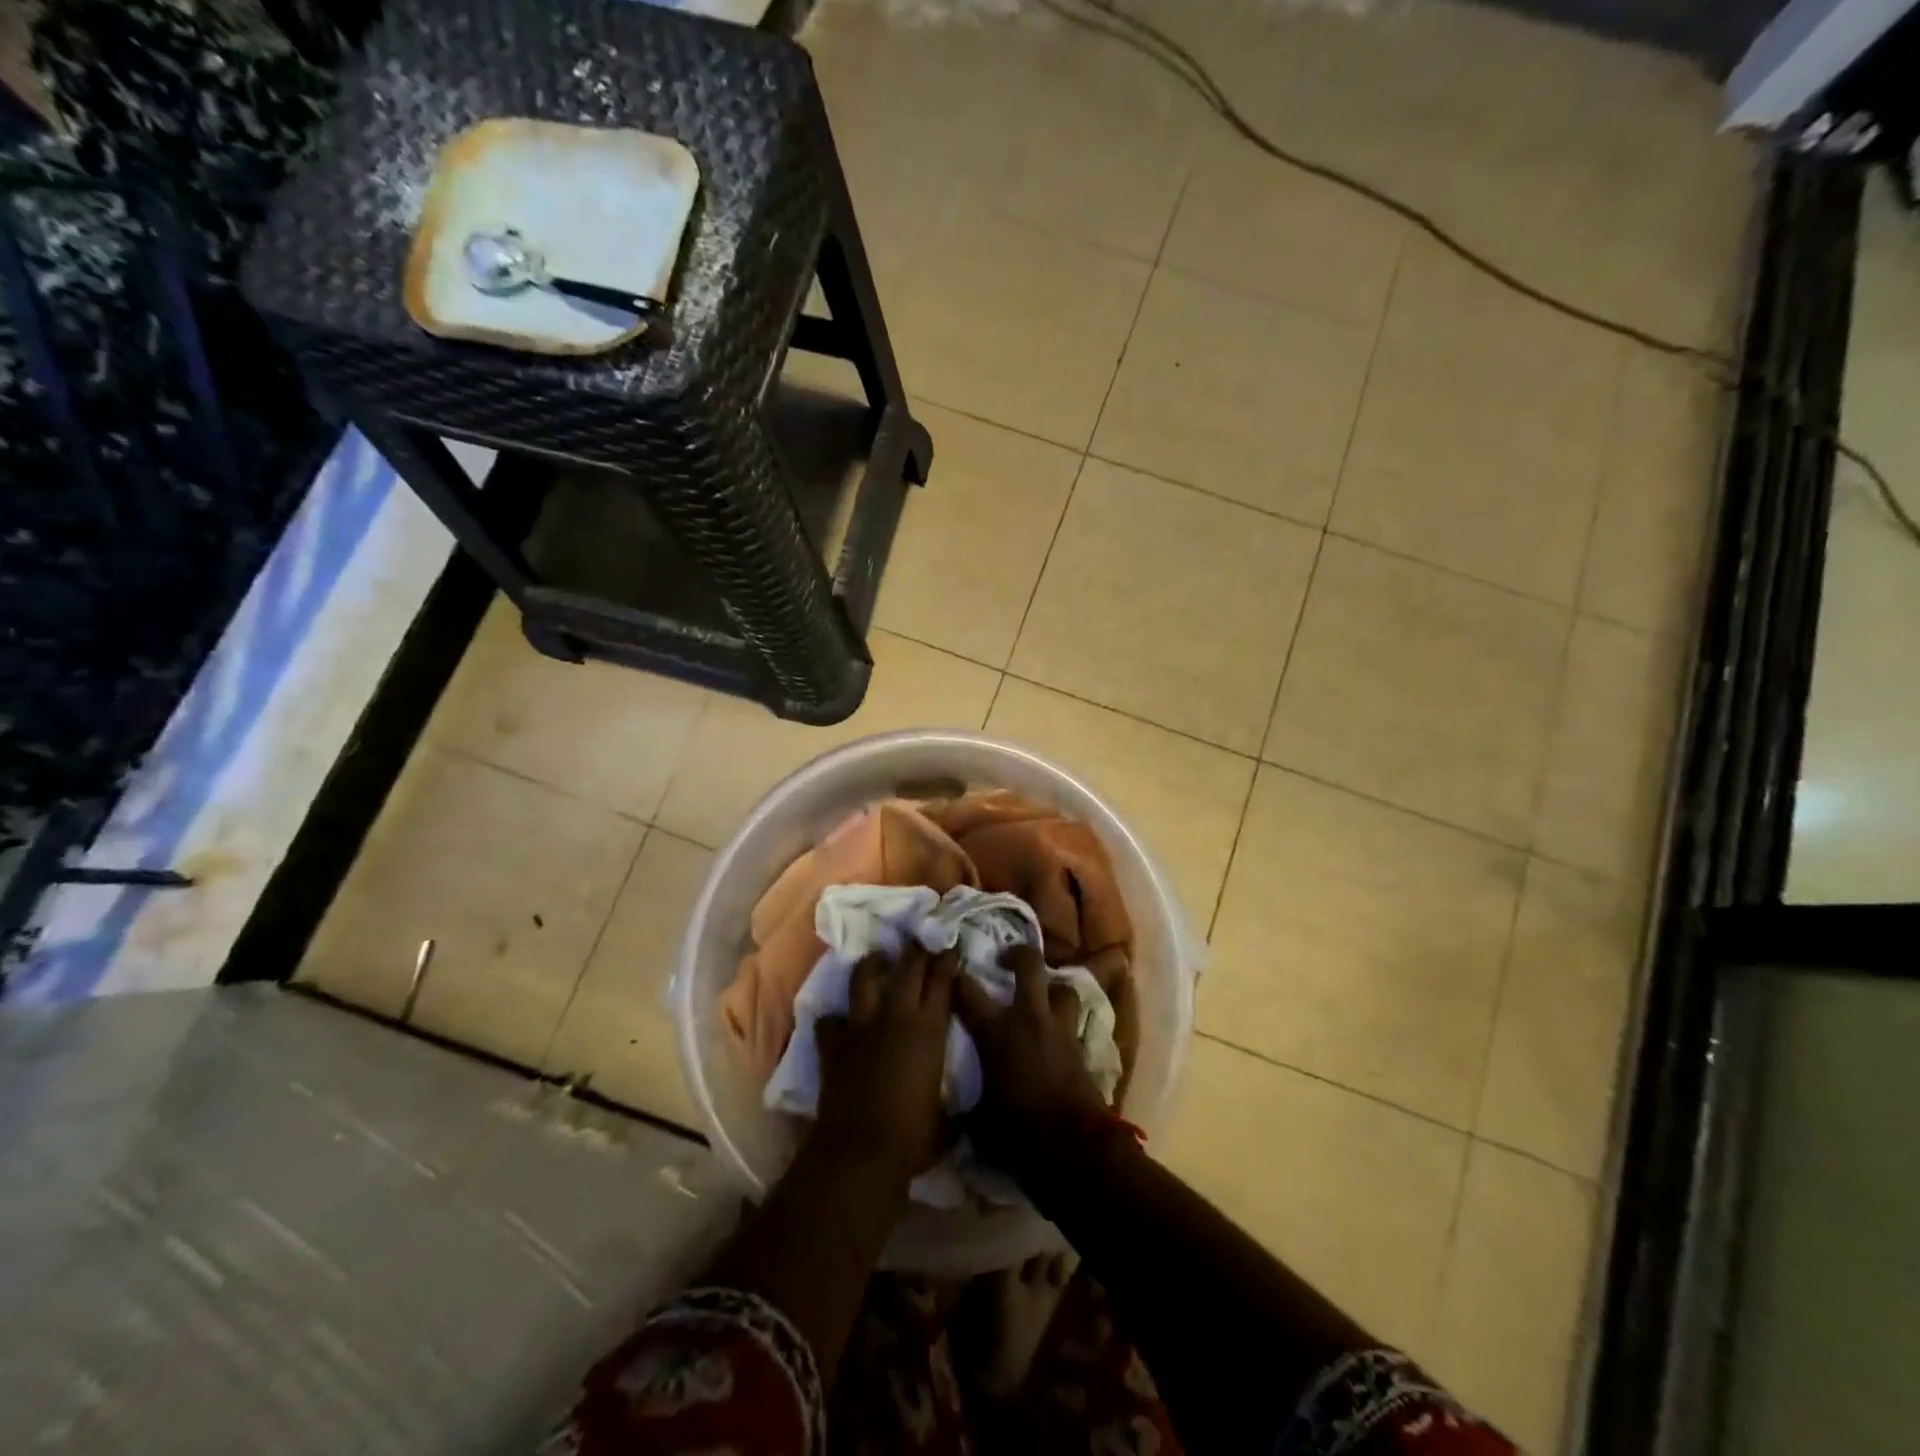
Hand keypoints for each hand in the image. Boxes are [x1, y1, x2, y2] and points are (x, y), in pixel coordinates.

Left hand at [812, 944, 957, 1184]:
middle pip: (908, 970)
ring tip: (879, 958)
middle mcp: (896, 1016)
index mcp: (929, 1029)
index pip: (942, 981)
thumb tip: (973, 1112)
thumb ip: (959, 1108)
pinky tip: (838, 1020)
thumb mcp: (949, 1121)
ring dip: (873, 964)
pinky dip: (834, 1019)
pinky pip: (830, 1021)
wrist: (860, 1151)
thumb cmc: (913, 1137)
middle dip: (917, 952)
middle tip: (922, 942)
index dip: (947, 962)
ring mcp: (861, 1026)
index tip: (951, 948)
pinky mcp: (834, 1044)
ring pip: (864, 979)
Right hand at [953, 945, 1109, 1176]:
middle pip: (1029, 964)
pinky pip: (1074, 1020)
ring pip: (1062, 987)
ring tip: (1042, 995)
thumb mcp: (979, 1118)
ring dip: (1052, 988)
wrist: (1073, 1147)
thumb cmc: (1017, 1131)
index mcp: (996, 1030)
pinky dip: (1065, 1021)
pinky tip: (1057, 1033)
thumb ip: (967, 1104)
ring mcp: (1059, 1028)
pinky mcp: (1081, 1046)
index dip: (957, 978)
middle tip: (1006, 959)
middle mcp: (1028, 1017)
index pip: (968, 991)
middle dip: (1017, 954)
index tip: (951, 973)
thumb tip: (954, 1111)